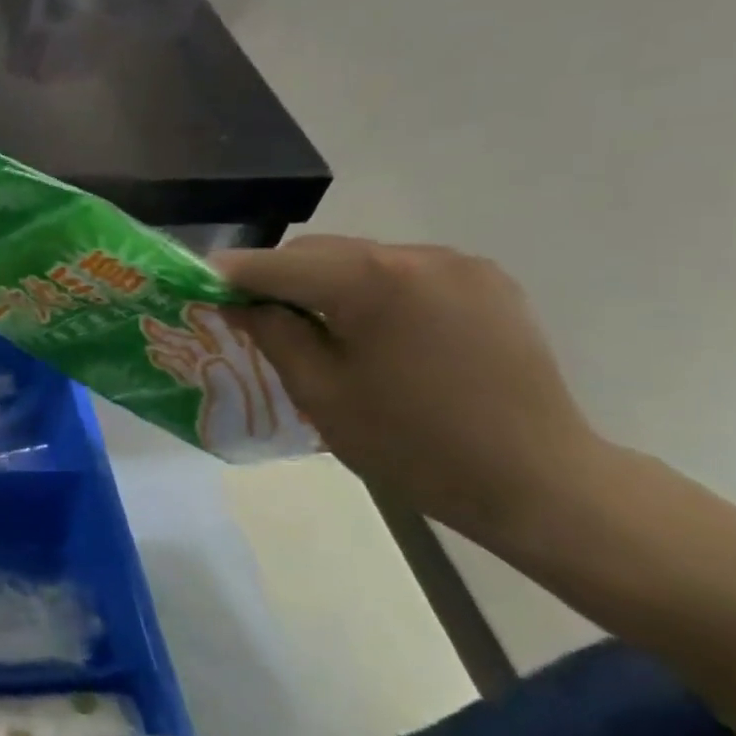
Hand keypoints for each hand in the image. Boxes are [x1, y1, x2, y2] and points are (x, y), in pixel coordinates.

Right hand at [216, 237, 606, 547]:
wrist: (540, 483)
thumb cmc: (414, 445)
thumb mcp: (321, 392)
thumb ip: (273, 334)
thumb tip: (241, 303)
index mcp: (371, 281)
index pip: (277, 264)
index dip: (230, 274)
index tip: (196, 284)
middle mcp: (416, 255)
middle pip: (319, 252)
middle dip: (277, 278)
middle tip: (249, 314)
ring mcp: (458, 265)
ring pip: (360, 258)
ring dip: (324, 282)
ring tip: (312, 325)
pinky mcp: (486, 282)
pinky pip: (403, 271)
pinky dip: (370, 289)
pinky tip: (370, 328)